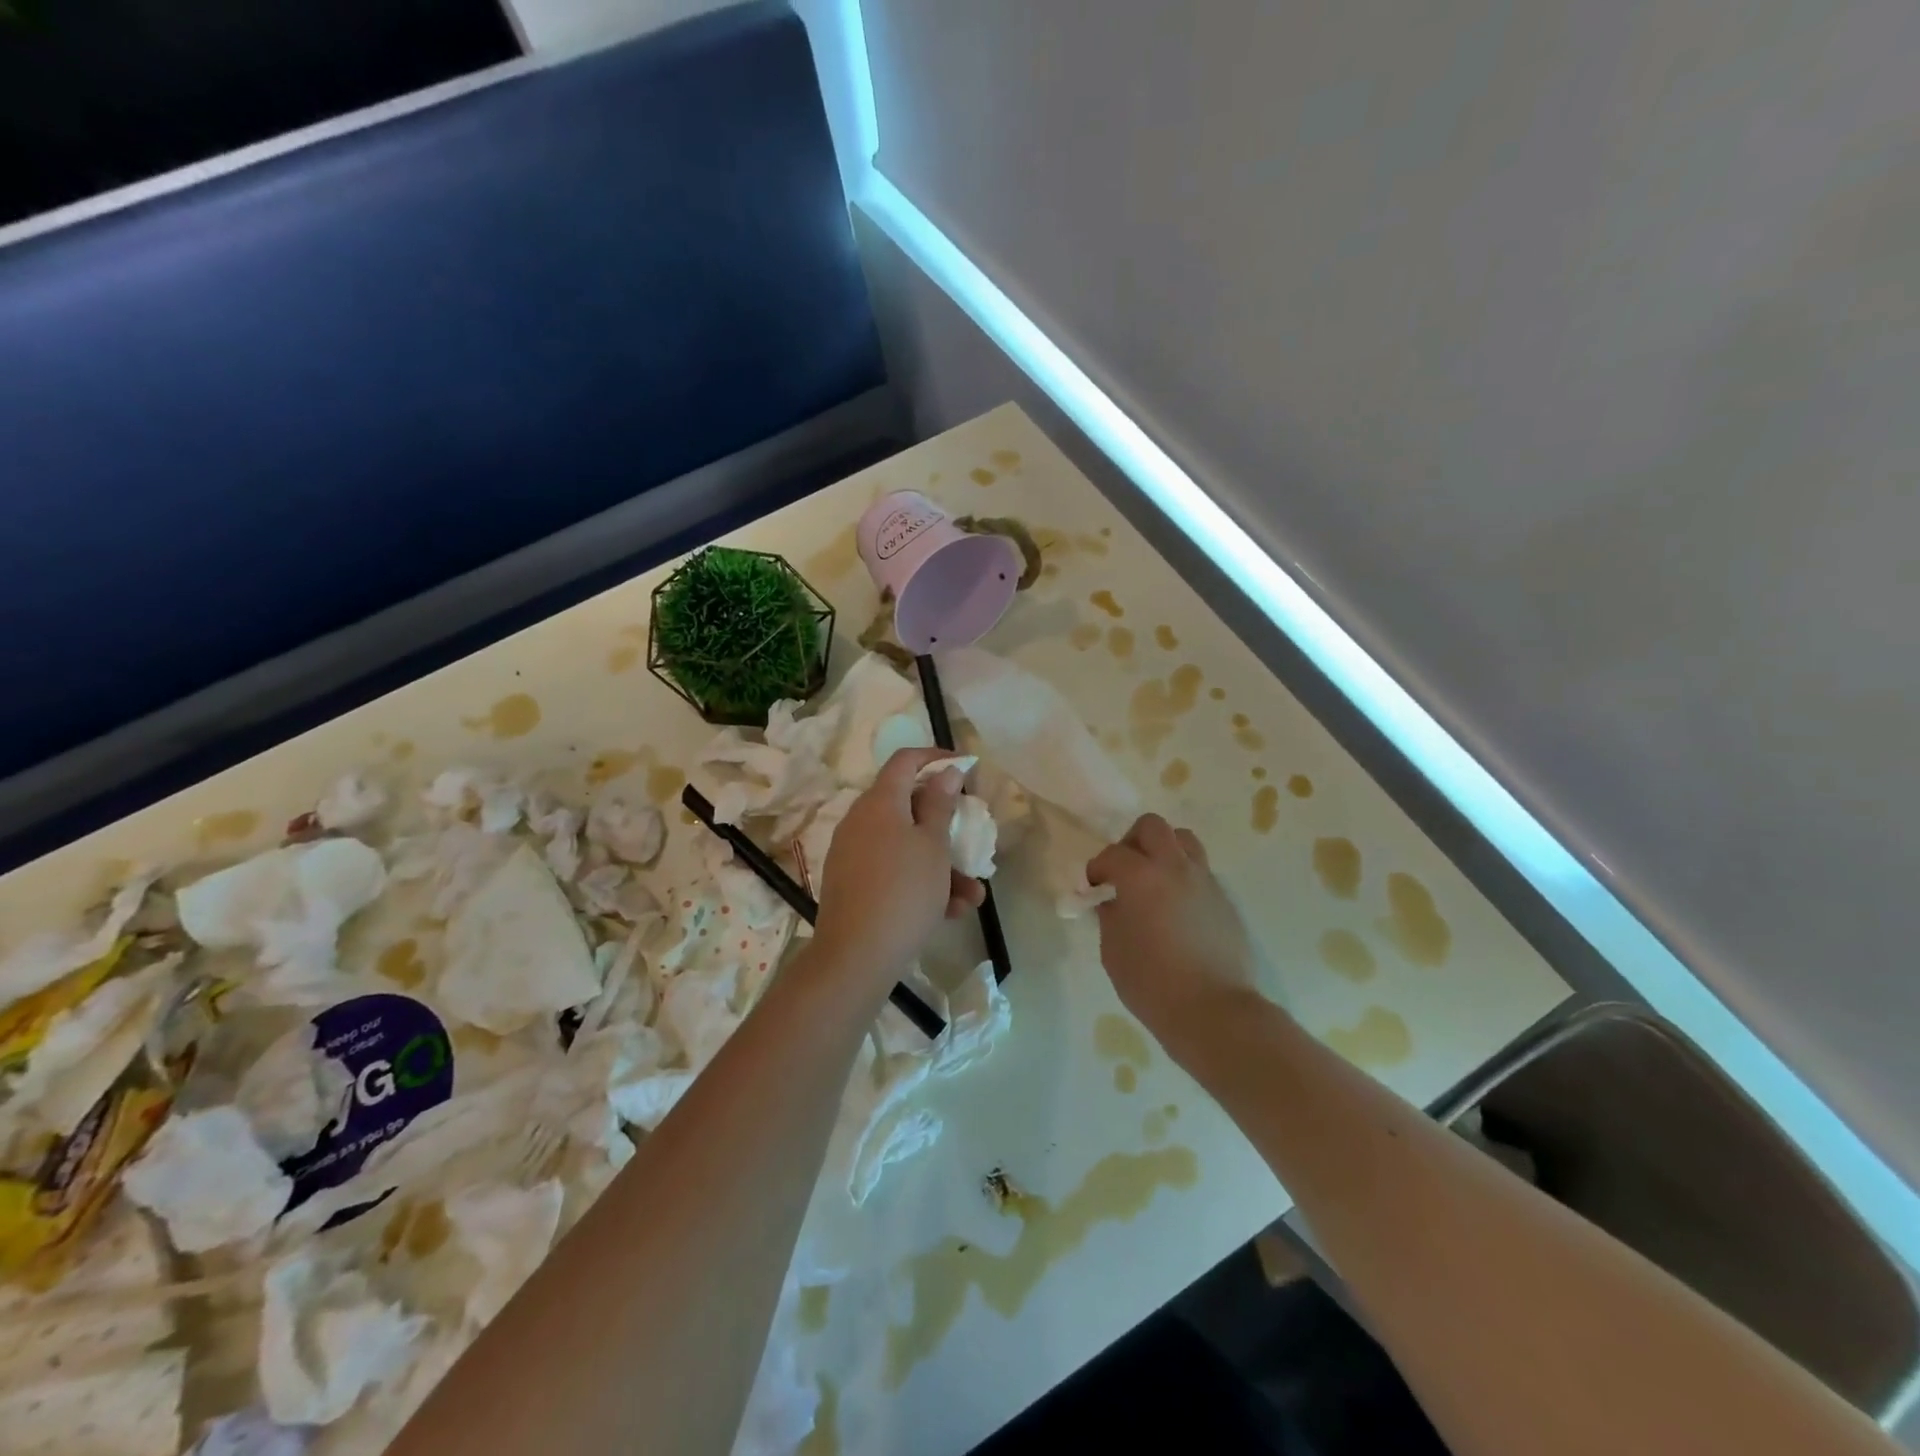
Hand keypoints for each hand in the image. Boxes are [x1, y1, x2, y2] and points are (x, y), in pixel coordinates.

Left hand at [812, 748, 985, 991]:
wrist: (855, 956)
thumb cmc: (904, 891)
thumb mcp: (933, 846)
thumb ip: (941, 804)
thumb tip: (946, 772)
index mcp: (880, 802)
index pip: (905, 760)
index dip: (936, 758)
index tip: (964, 768)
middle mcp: (861, 820)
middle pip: (907, 806)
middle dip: (945, 824)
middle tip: (970, 837)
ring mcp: (853, 852)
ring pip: (905, 845)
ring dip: (941, 864)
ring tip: (972, 895)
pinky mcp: (852, 882)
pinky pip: (892, 870)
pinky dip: (920, 882)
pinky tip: (949, 911)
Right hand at [1087, 815, 1260, 1048]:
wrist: (1214, 1011)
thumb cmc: (1152, 983)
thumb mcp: (1113, 950)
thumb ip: (1110, 915)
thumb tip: (1112, 900)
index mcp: (1141, 877)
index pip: (1112, 854)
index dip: (1097, 868)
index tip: (1093, 888)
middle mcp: (1175, 868)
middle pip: (1152, 827)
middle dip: (1132, 842)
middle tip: (1125, 871)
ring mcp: (1205, 881)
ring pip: (1183, 841)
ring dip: (1163, 851)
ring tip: (1154, 882)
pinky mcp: (1224, 899)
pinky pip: (1200, 871)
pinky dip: (1183, 877)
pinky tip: (1176, 910)